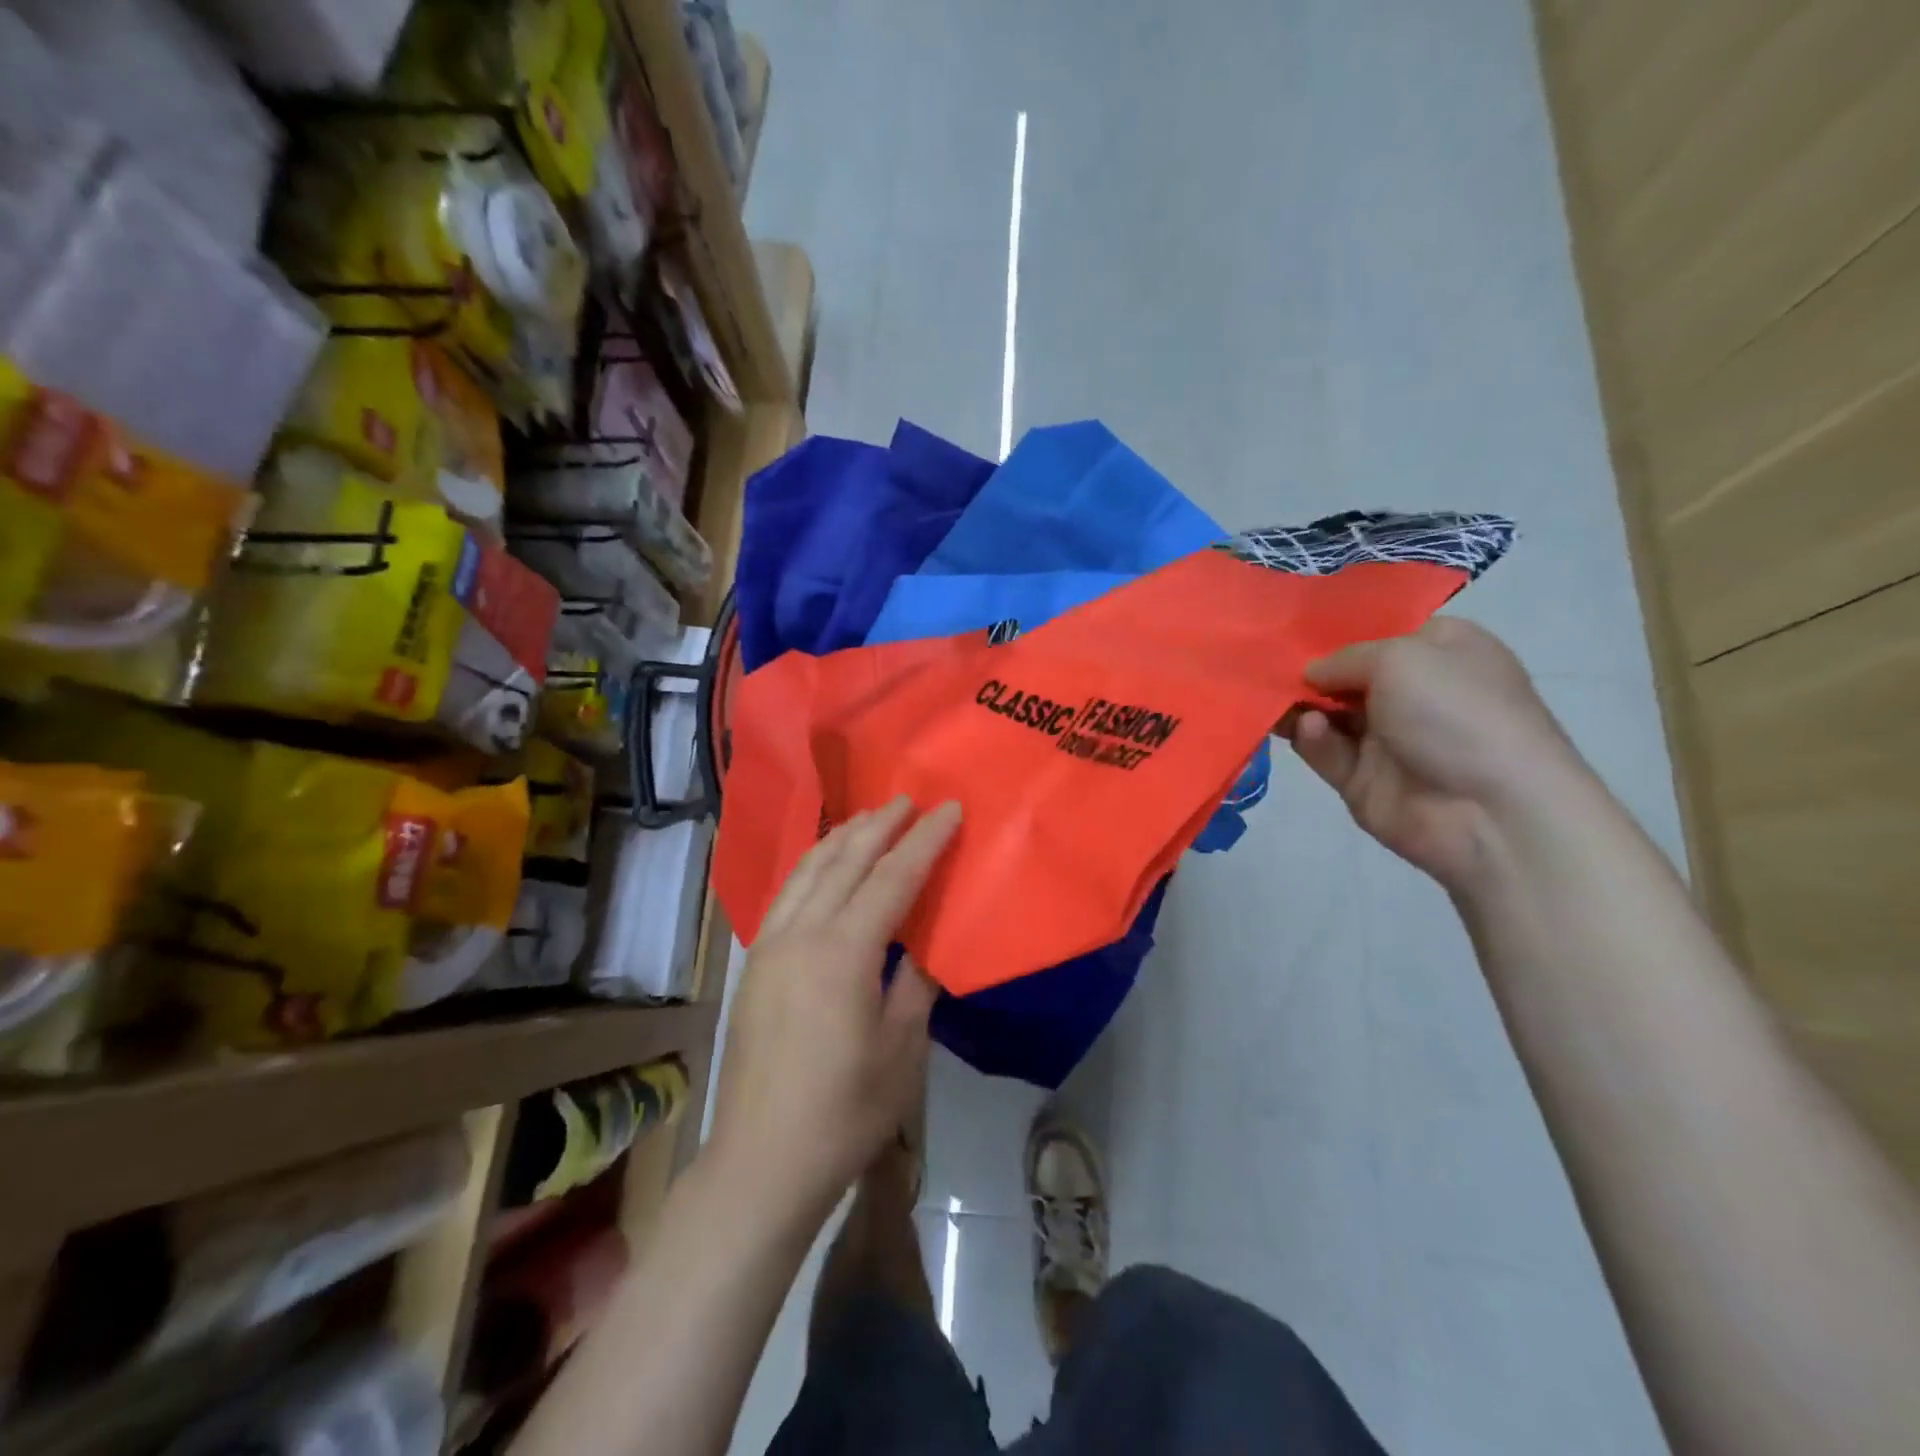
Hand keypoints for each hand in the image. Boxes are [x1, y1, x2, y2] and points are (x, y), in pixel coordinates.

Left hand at [708, 796, 961, 1218]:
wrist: (762, 1160)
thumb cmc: (845, 1111)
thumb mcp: (902, 1049)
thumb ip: (916, 983)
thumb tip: (928, 942)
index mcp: (843, 952)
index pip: (892, 877)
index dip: (924, 840)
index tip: (949, 809)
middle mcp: (801, 934)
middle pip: (844, 861)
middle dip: (879, 825)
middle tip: (907, 799)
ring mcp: (770, 946)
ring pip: (808, 871)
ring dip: (841, 838)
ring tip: (868, 818)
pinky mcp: (755, 963)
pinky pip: (787, 894)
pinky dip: (812, 866)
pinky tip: (824, 864)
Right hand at [1287, 618, 1589, 891]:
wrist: (1490, 811)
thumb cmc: (1456, 713)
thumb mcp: (1400, 657)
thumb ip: (1343, 658)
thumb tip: (1312, 674)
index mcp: (1441, 651)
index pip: (1382, 631)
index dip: (1339, 629)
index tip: (1292, 626)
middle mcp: (1415, 691)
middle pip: (1346, 673)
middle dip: (1307, 668)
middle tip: (1263, 661)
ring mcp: (1388, 738)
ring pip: (1327, 713)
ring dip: (1300, 704)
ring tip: (1273, 697)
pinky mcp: (1363, 778)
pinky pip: (1325, 750)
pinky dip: (1312, 739)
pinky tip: (1308, 730)